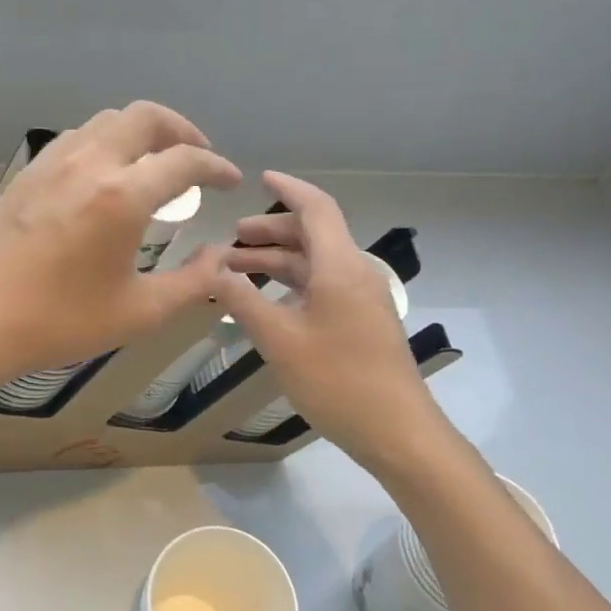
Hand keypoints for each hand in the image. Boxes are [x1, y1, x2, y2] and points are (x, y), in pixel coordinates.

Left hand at [0, 102, 239, 390]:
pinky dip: (106, 141)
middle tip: (197, 158)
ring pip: (108, 120)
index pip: (184, 160)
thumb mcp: (139, 313)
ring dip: (142, 131)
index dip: (216, 167)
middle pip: (146, 116)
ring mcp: (53, 162)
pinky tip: (108, 174)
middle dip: (182, 130)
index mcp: (122, 196)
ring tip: (155, 163)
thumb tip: (221, 258)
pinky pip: (78, 137)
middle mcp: (90, 163)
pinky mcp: (29, 172)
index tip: (230, 181)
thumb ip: (192, 283)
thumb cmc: (60, 321)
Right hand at [214, 171, 437, 473]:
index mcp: (340, 267)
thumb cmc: (338, 381)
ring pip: (316, 264)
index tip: (259, 178)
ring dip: (277, 262)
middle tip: (231, 239)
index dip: (287, 189)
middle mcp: (355, 274)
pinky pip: (323, 287)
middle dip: (270, 232)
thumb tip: (213, 271)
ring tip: (236, 271)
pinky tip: (266, 303)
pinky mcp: (362, 322)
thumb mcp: (280, 341)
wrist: (397, 432)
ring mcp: (362, 299)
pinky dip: (292, 284)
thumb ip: (243, 302)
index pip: (315, 208)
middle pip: (312, 235)